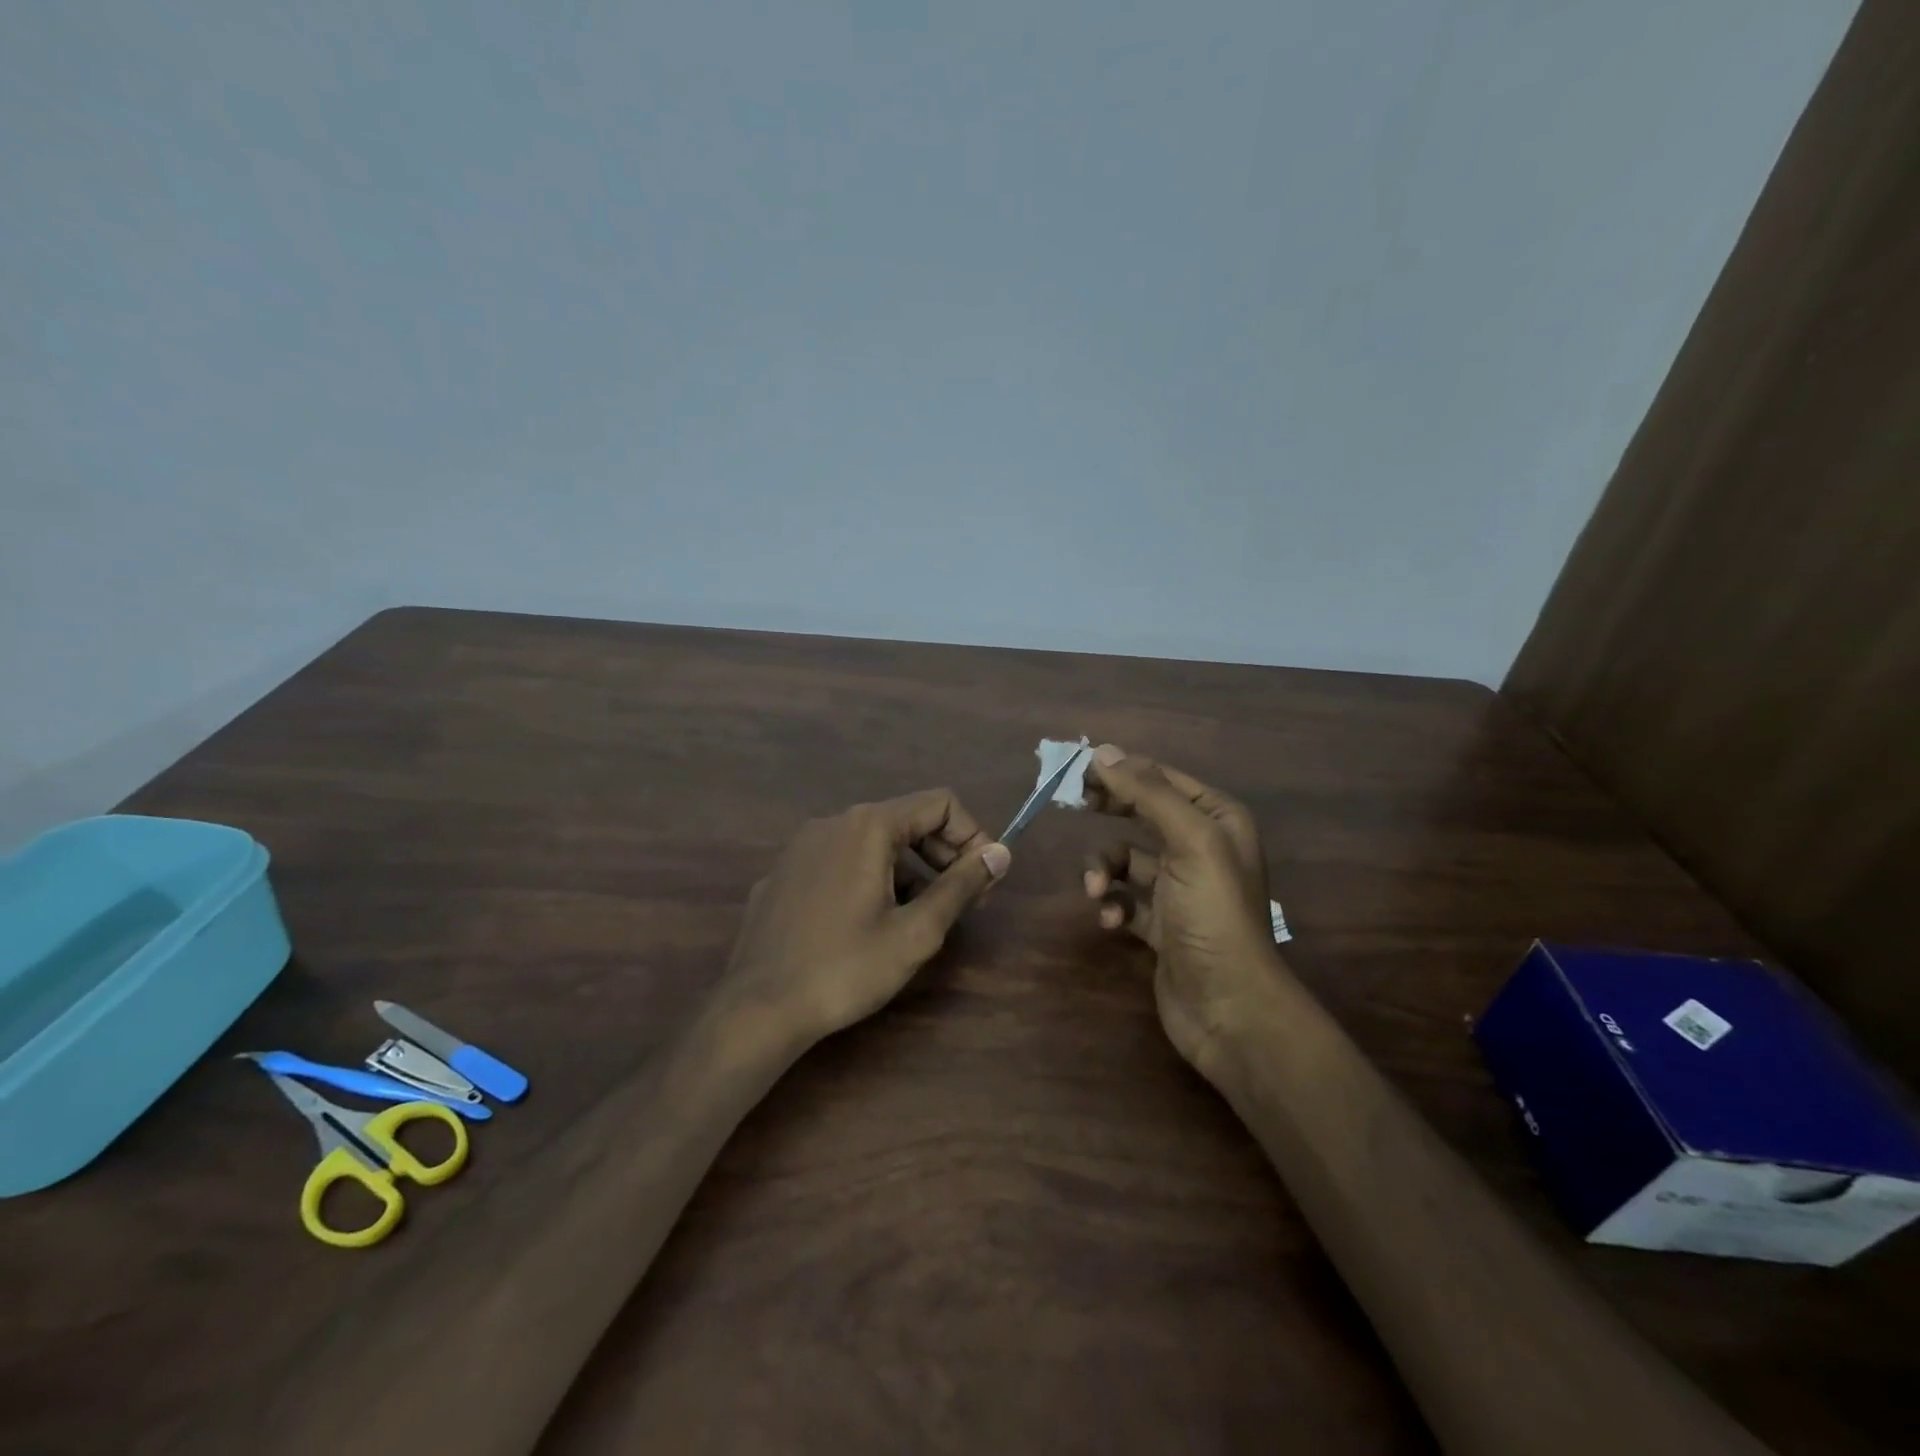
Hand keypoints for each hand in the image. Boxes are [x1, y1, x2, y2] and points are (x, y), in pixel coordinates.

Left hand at [722, 790, 1010, 1046]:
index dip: (973, 836)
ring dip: (909, 871)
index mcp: (868, 826)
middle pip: (907, 820)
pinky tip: (867, 926)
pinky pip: (841, 862)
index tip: (983, 882)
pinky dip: (870, 880)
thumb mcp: (916, 932)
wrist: (757, 1009)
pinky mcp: (784, 874)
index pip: (940, 804)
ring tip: (917, 920)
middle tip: (962, 903)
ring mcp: (802, 847)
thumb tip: (1000, 853)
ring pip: (874, 843)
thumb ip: (961, 885)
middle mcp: (833, 822)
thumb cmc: (845, 969)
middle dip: (944, 855)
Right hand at [1081, 745, 1286, 1071]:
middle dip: (1110, 810)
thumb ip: (1148, 793)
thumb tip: (1103, 752)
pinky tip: (1110, 920)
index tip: (1078, 771)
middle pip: (1142, 812)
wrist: (1230, 1007)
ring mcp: (1180, 888)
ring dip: (1104, 870)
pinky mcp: (1160, 924)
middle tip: (1075, 806)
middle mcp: (1201, 847)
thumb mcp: (1189, 841)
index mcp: (1217, 820)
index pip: (1162, 778)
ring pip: (1126, 859)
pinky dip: (1112, 905)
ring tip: (1096, 890)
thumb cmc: (1214, 914)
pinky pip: (1124, 899)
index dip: (1122, 770)